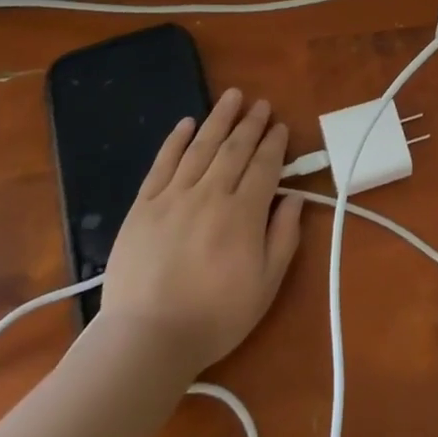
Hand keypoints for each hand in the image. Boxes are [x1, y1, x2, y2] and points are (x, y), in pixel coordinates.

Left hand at [91, 88, 304, 374]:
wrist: (146, 340)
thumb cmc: (214, 317)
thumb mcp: (265, 286)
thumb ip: (283, 237)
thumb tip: (294, 198)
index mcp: (243, 213)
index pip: (264, 166)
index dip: (274, 144)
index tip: (281, 127)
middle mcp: (210, 194)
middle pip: (235, 149)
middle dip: (251, 123)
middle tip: (261, 104)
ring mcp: (173, 196)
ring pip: (201, 147)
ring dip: (219, 119)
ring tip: (231, 96)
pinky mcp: (143, 206)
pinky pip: (162, 163)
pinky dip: (176, 140)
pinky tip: (186, 123)